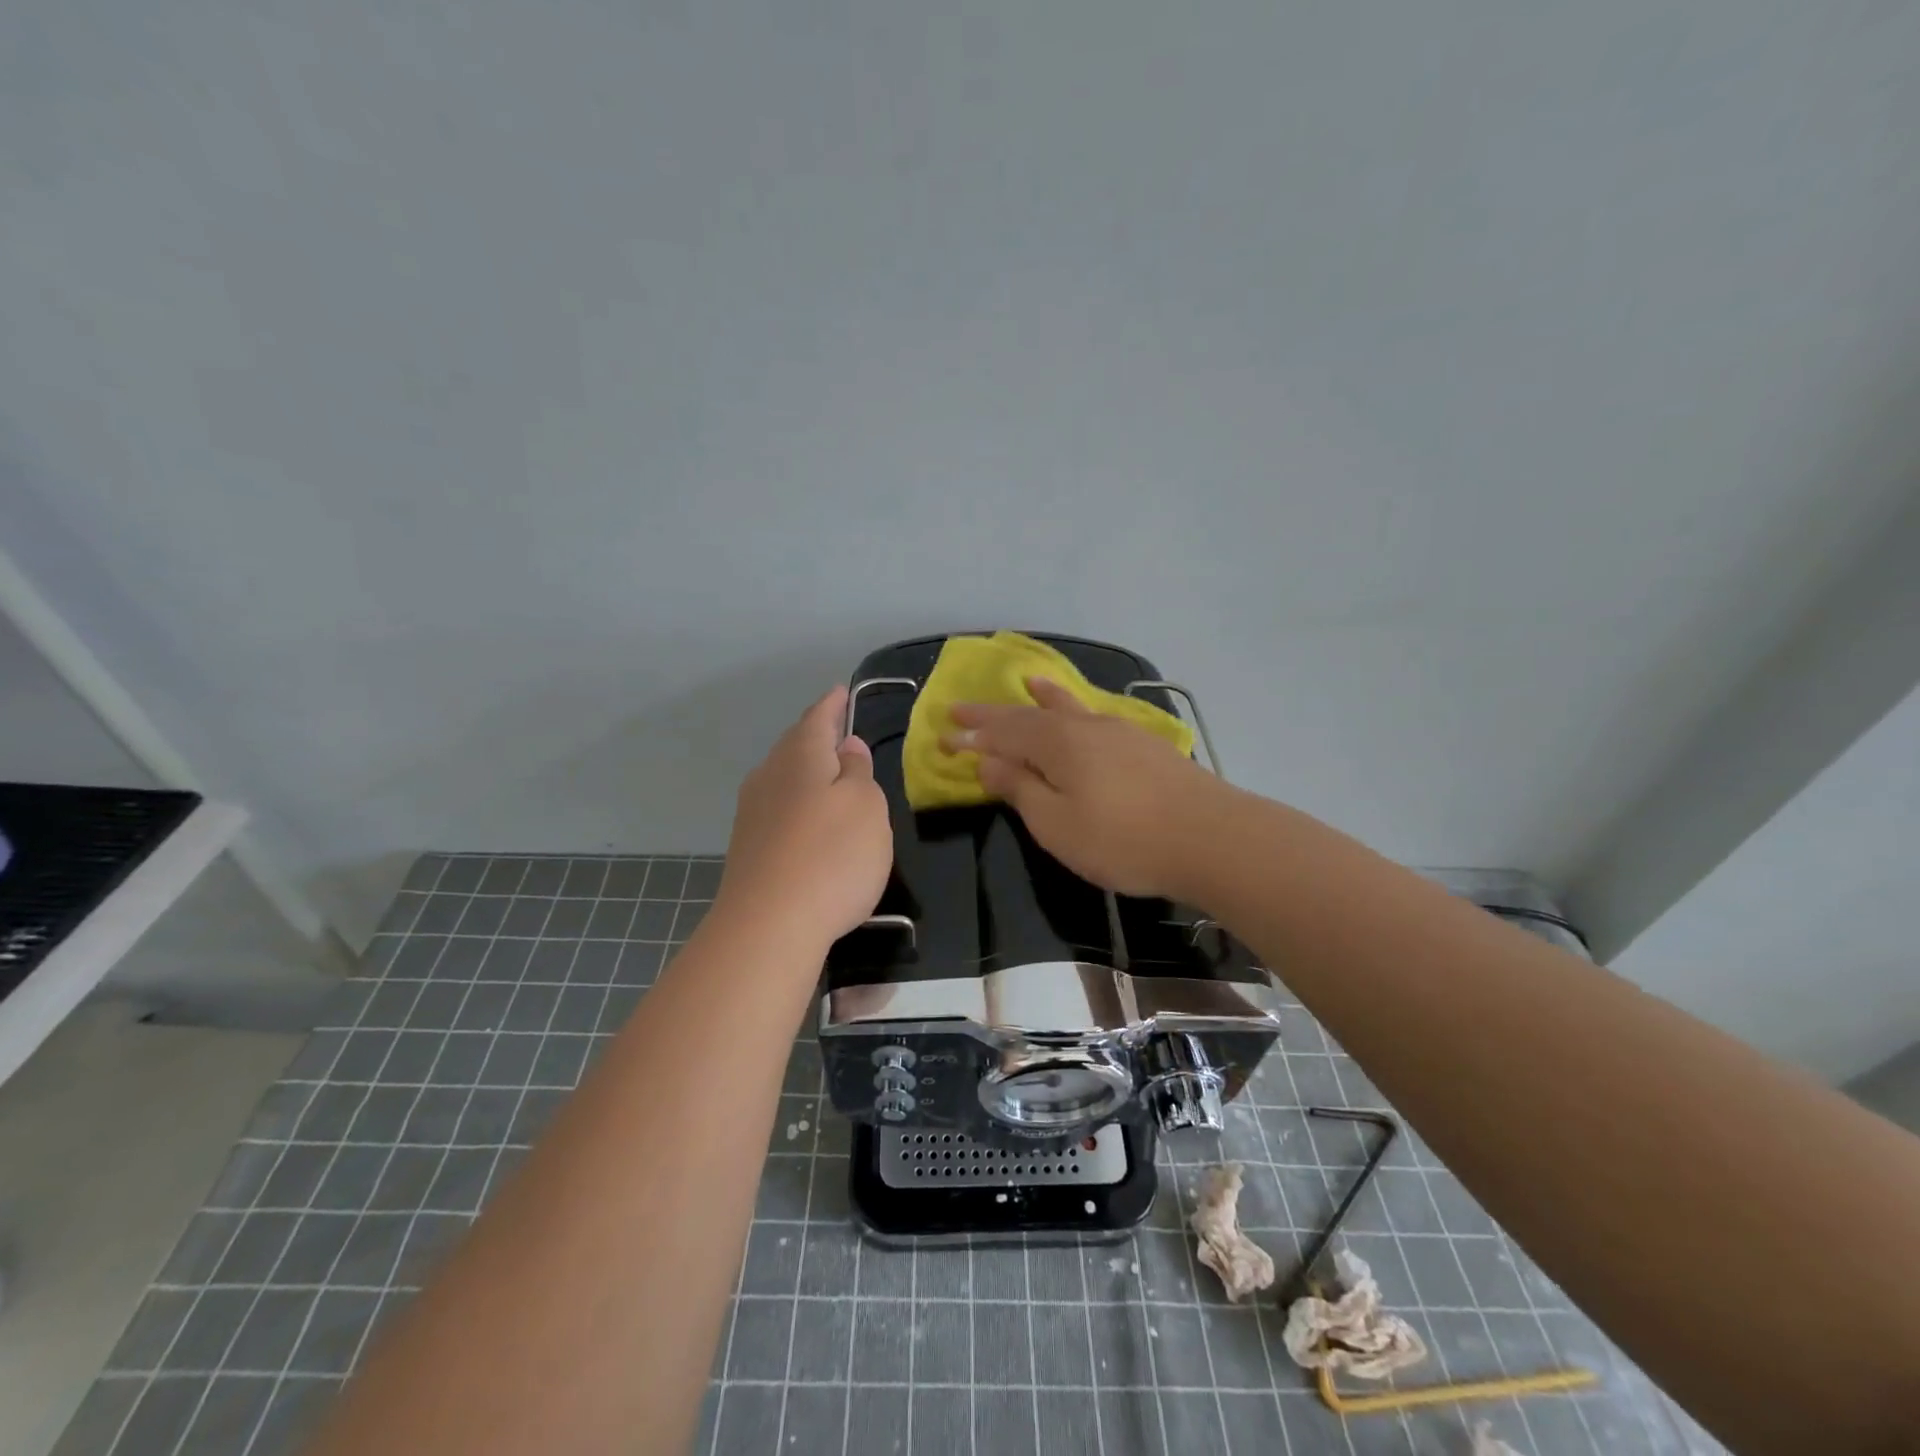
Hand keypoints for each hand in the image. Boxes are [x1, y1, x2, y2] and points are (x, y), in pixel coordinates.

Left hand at [716, 685, 892, 950]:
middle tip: (840, 733)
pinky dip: (798, 804)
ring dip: (807, 773)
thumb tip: (846, 748)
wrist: (768, 926)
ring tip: (831, 777)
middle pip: (795, 746)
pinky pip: (779, 809)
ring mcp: (752, 813)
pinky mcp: (748, 848)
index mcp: (800, 756)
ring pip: (784, 778)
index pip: (818, 718)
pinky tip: (810, 822)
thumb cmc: (832, 856)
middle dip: (817, 737)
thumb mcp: (867, 807)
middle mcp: (769, 776)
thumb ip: (858, 772)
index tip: (842, 692)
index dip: (833, 705)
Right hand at [943, 677, 1229, 898]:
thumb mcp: (1056, 824)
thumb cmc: (1122, 839)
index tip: (942, 736)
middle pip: (1031, 716)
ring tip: (1030, 682)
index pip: (1002, 734)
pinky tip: (1085, 715)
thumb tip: (987, 761)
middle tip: (963, 708)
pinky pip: (1096, 718)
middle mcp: (1085, 727)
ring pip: (1070, 708)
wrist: (1212, 838)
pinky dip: (1078, 710)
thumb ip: (1020, 788)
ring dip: (1043, 698)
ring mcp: (1120, 733)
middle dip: (994, 716)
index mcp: (1057, 743)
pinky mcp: (1147, 747)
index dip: (972, 736)